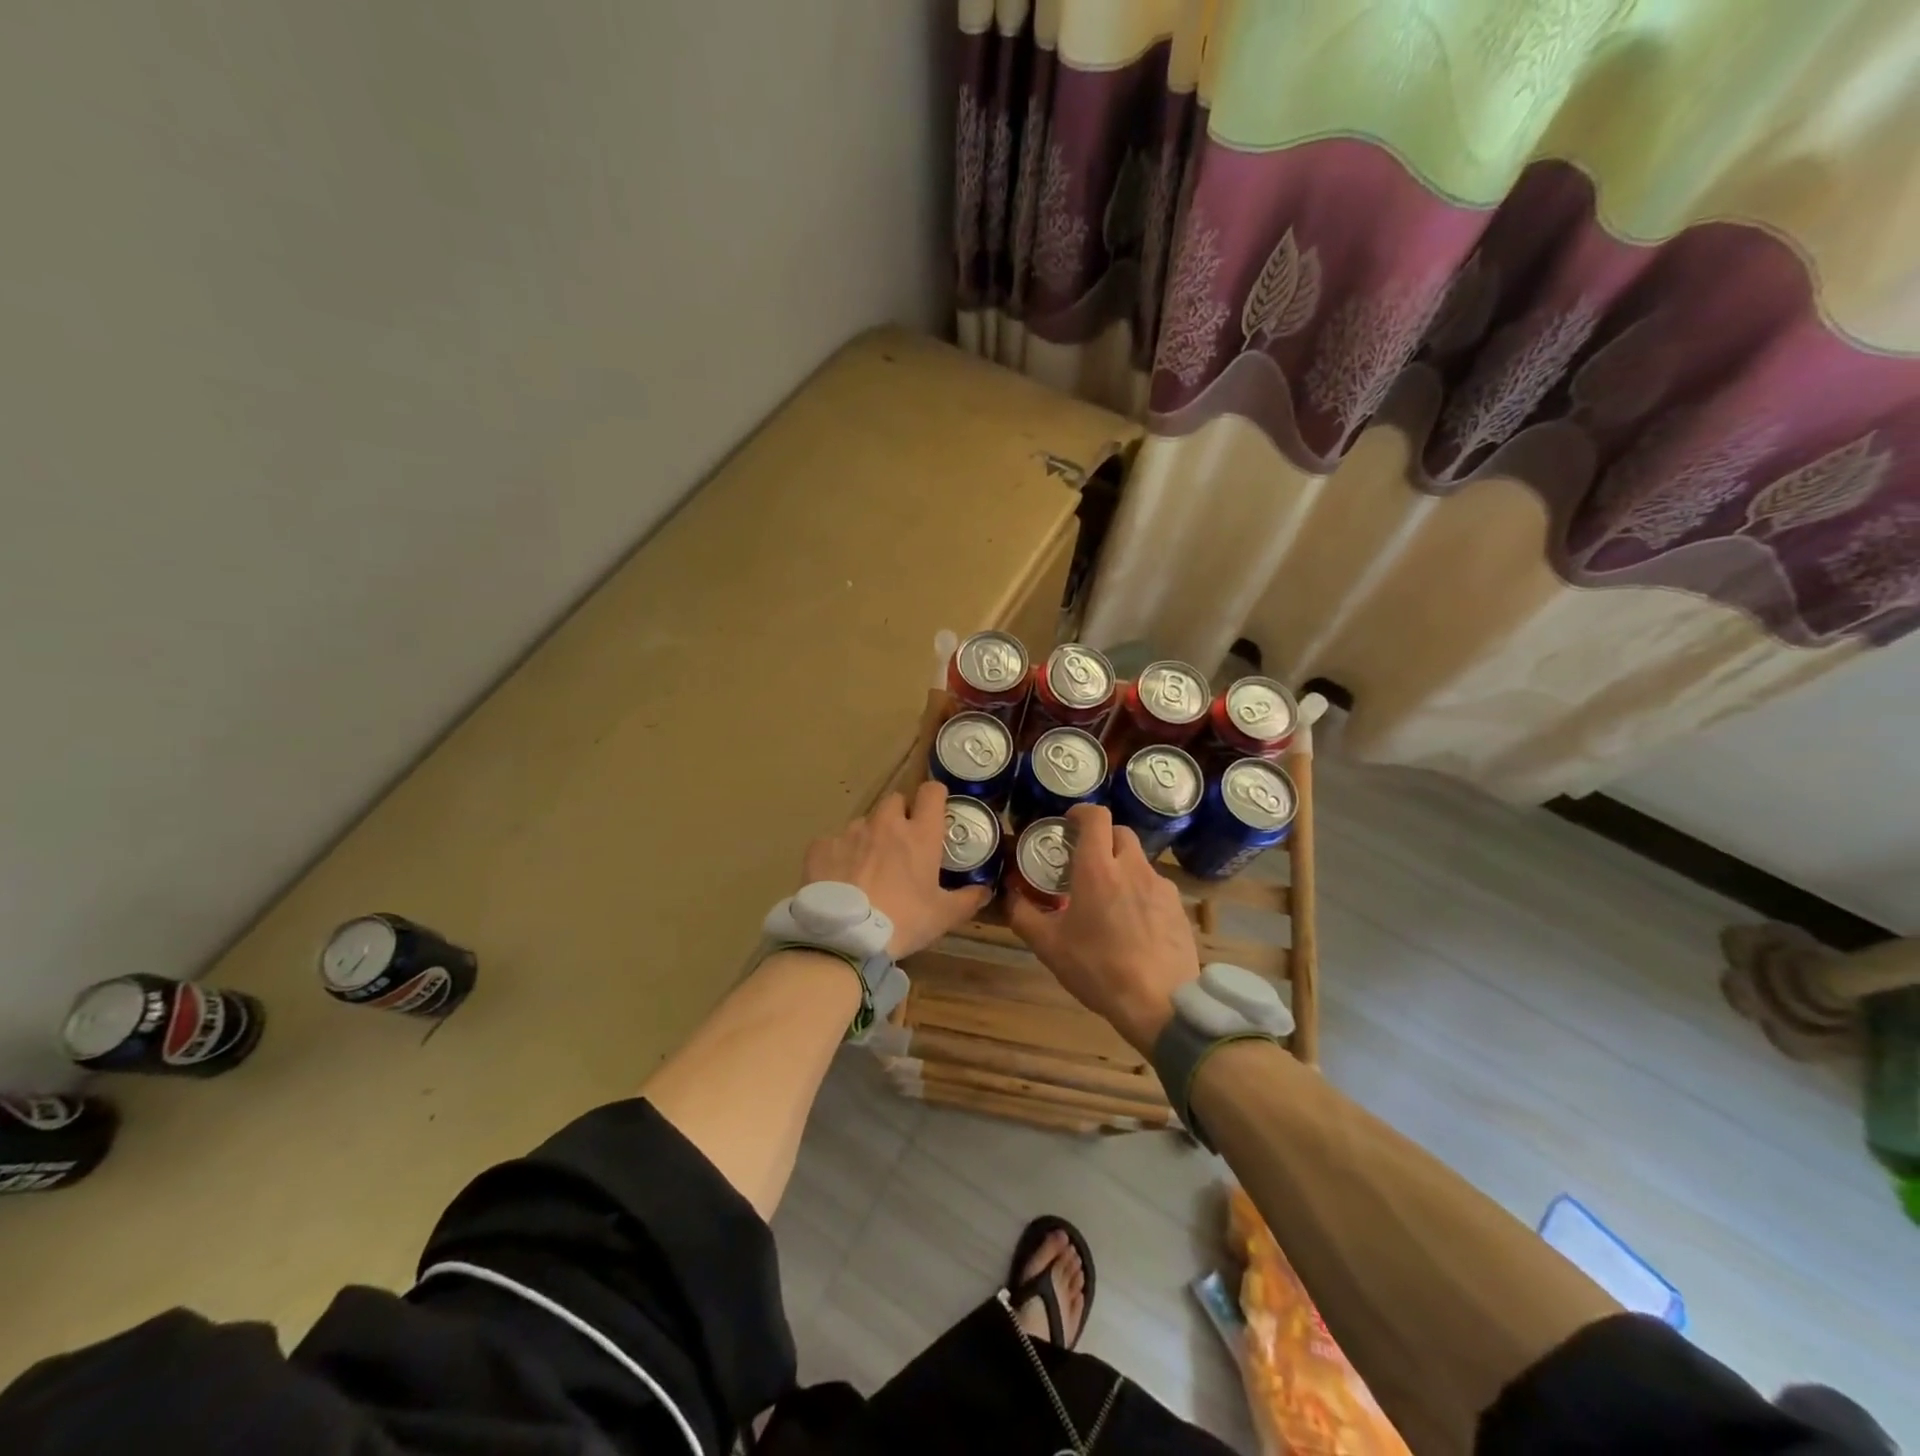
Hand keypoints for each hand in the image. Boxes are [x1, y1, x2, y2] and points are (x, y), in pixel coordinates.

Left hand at [802, 780, 991, 957]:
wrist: (845, 937)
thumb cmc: (903, 921)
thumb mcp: (942, 916)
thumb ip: (967, 900)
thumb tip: (984, 891)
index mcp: (920, 834)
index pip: (932, 792)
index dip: (935, 797)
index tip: (935, 812)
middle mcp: (886, 824)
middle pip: (895, 800)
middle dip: (899, 815)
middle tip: (901, 844)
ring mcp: (851, 832)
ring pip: (864, 822)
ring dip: (869, 836)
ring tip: (867, 867)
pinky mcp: (822, 846)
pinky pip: (833, 842)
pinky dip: (838, 855)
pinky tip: (839, 879)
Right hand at [1007, 803, 1198, 1053]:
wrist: (1160, 1004)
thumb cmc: (1097, 969)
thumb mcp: (1049, 946)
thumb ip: (1023, 914)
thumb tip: (1008, 894)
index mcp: (1098, 868)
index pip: (1096, 816)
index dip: (1081, 812)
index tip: (1068, 823)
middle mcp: (1132, 867)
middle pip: (1120, 832)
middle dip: (1101, 838)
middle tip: (1084, 862)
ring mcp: (1160, 886)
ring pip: (1138, 860)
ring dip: (1121, 867)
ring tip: (1108, 899)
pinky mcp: (1178, 906)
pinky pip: (1155, 886)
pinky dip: (1140, 892)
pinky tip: (1133, 923)